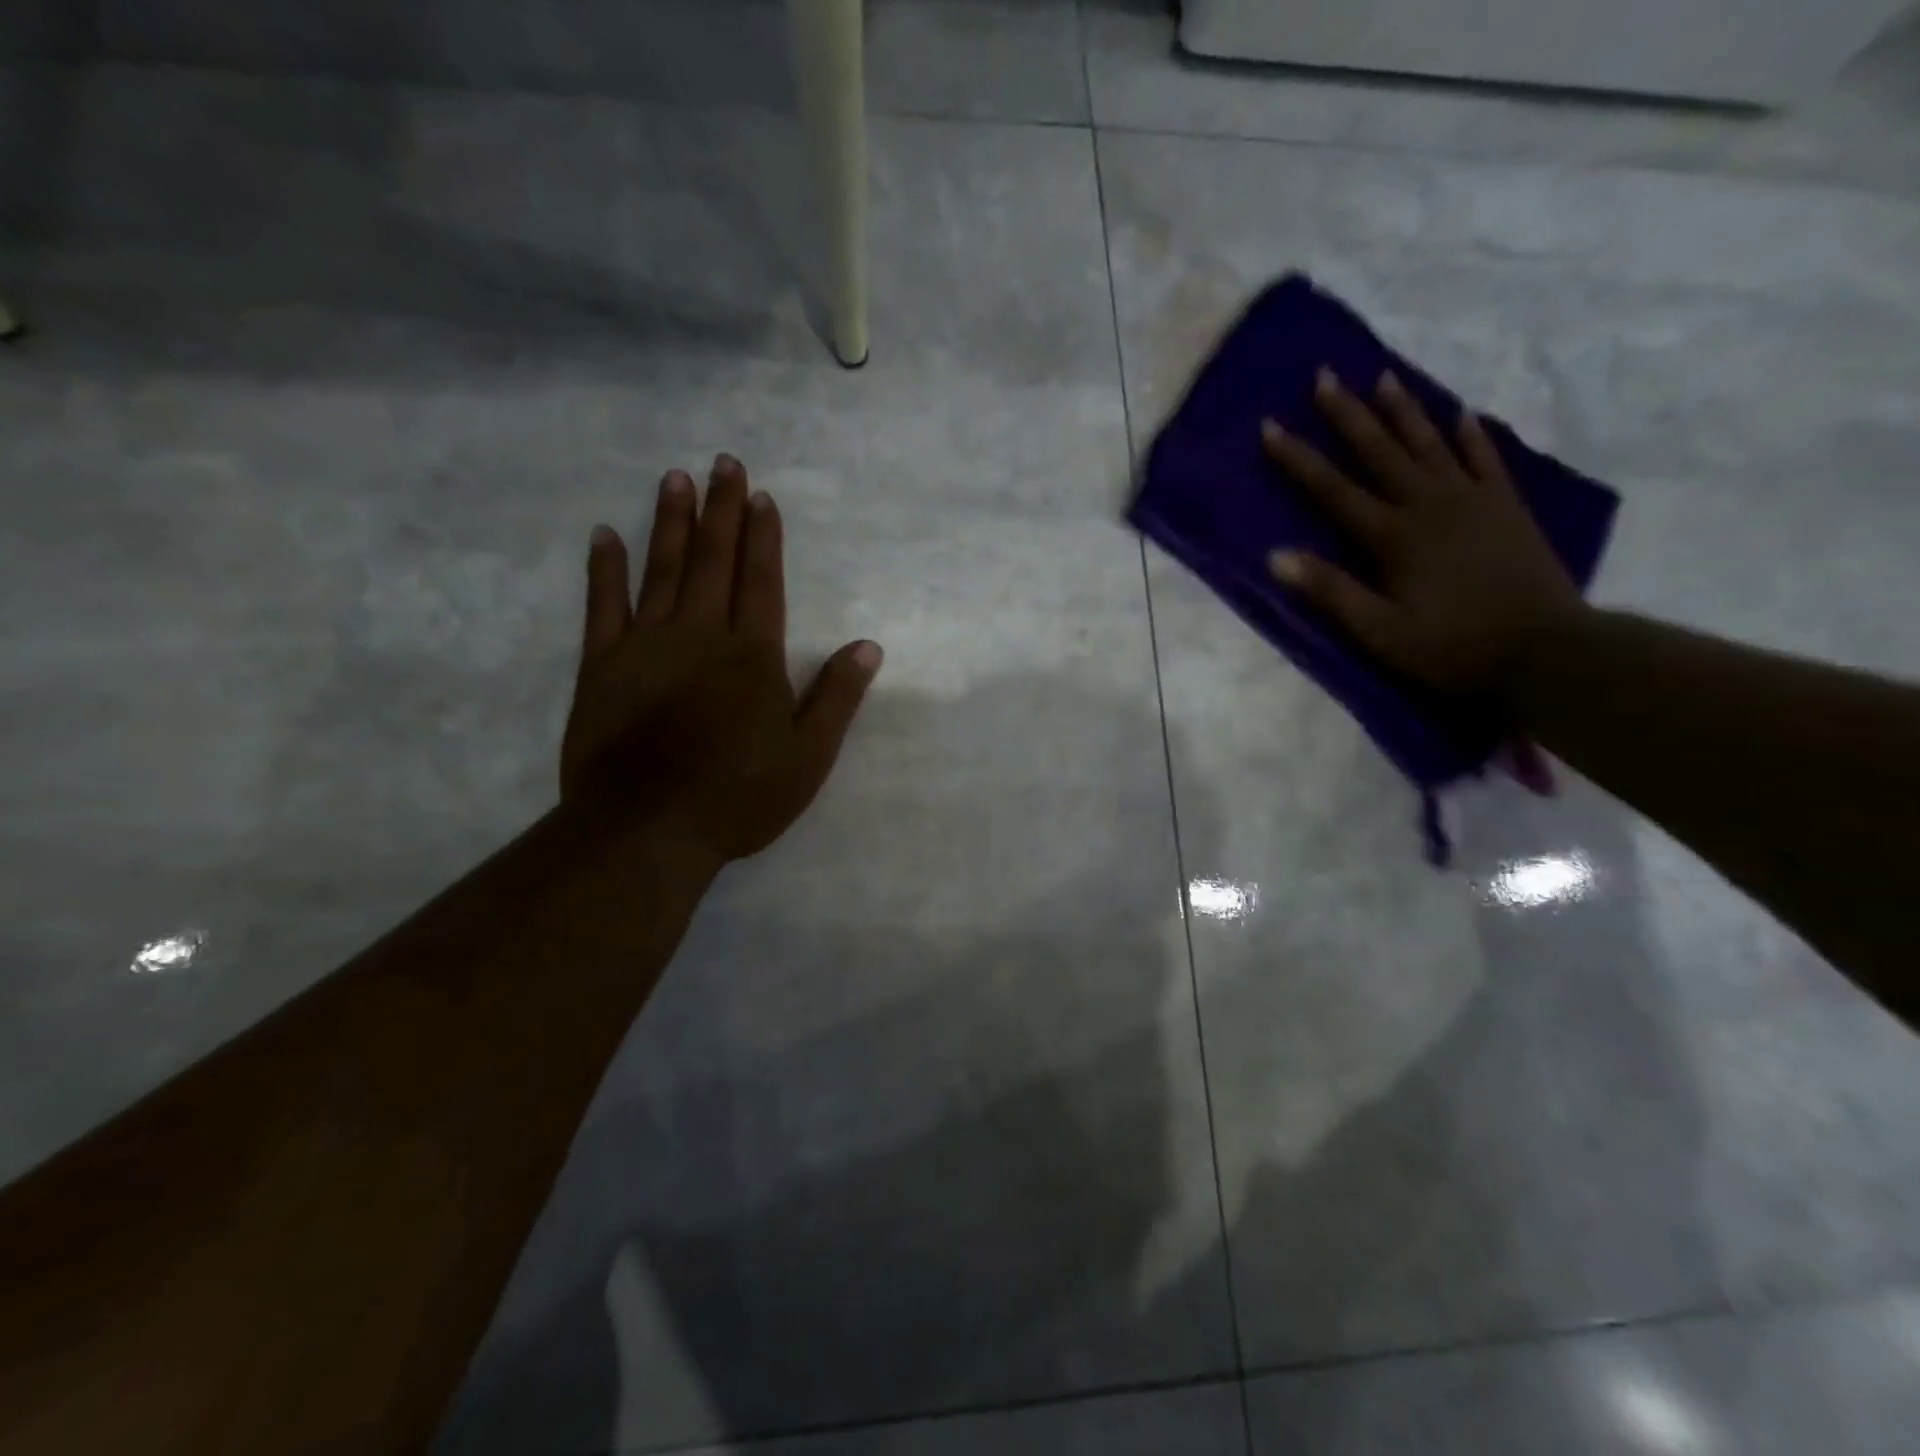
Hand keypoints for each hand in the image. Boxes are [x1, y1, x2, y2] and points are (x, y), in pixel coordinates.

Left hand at [560, 454, 881, 865]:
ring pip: (663, 570)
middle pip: (714, 561)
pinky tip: (605, 535)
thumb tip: (868, 646)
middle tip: (724, 462)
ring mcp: (646, 645)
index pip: (762, 580)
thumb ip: (837, 697)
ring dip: (672, 523)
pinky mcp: (601, 665)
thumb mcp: (808, 756)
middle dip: (722, 509)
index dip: (763, 536)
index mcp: (753, 655)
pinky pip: (602, 606)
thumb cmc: (738, 796)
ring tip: (675, 479)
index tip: (761, 496)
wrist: (647, 829)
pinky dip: (604, 569)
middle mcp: (701, 635)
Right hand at [1262, 368, 1584, 697]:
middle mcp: (1429, 505)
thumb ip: (1330, 591)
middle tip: (1326, 375)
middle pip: (1380, 451)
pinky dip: (1471, 435)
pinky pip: (1486, 459)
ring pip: (1430, 444)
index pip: (1332, 490)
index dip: (1298, 458)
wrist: (1545, 651)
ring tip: (1384, 376)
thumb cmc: (1451, 648)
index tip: (1271, 425)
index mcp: (1393, 536)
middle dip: (1348, 414)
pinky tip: (1461, 413)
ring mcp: (1473, 500)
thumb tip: (1276, 556)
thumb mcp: (1379, 632)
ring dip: (1404, 410)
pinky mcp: (1507, 507)